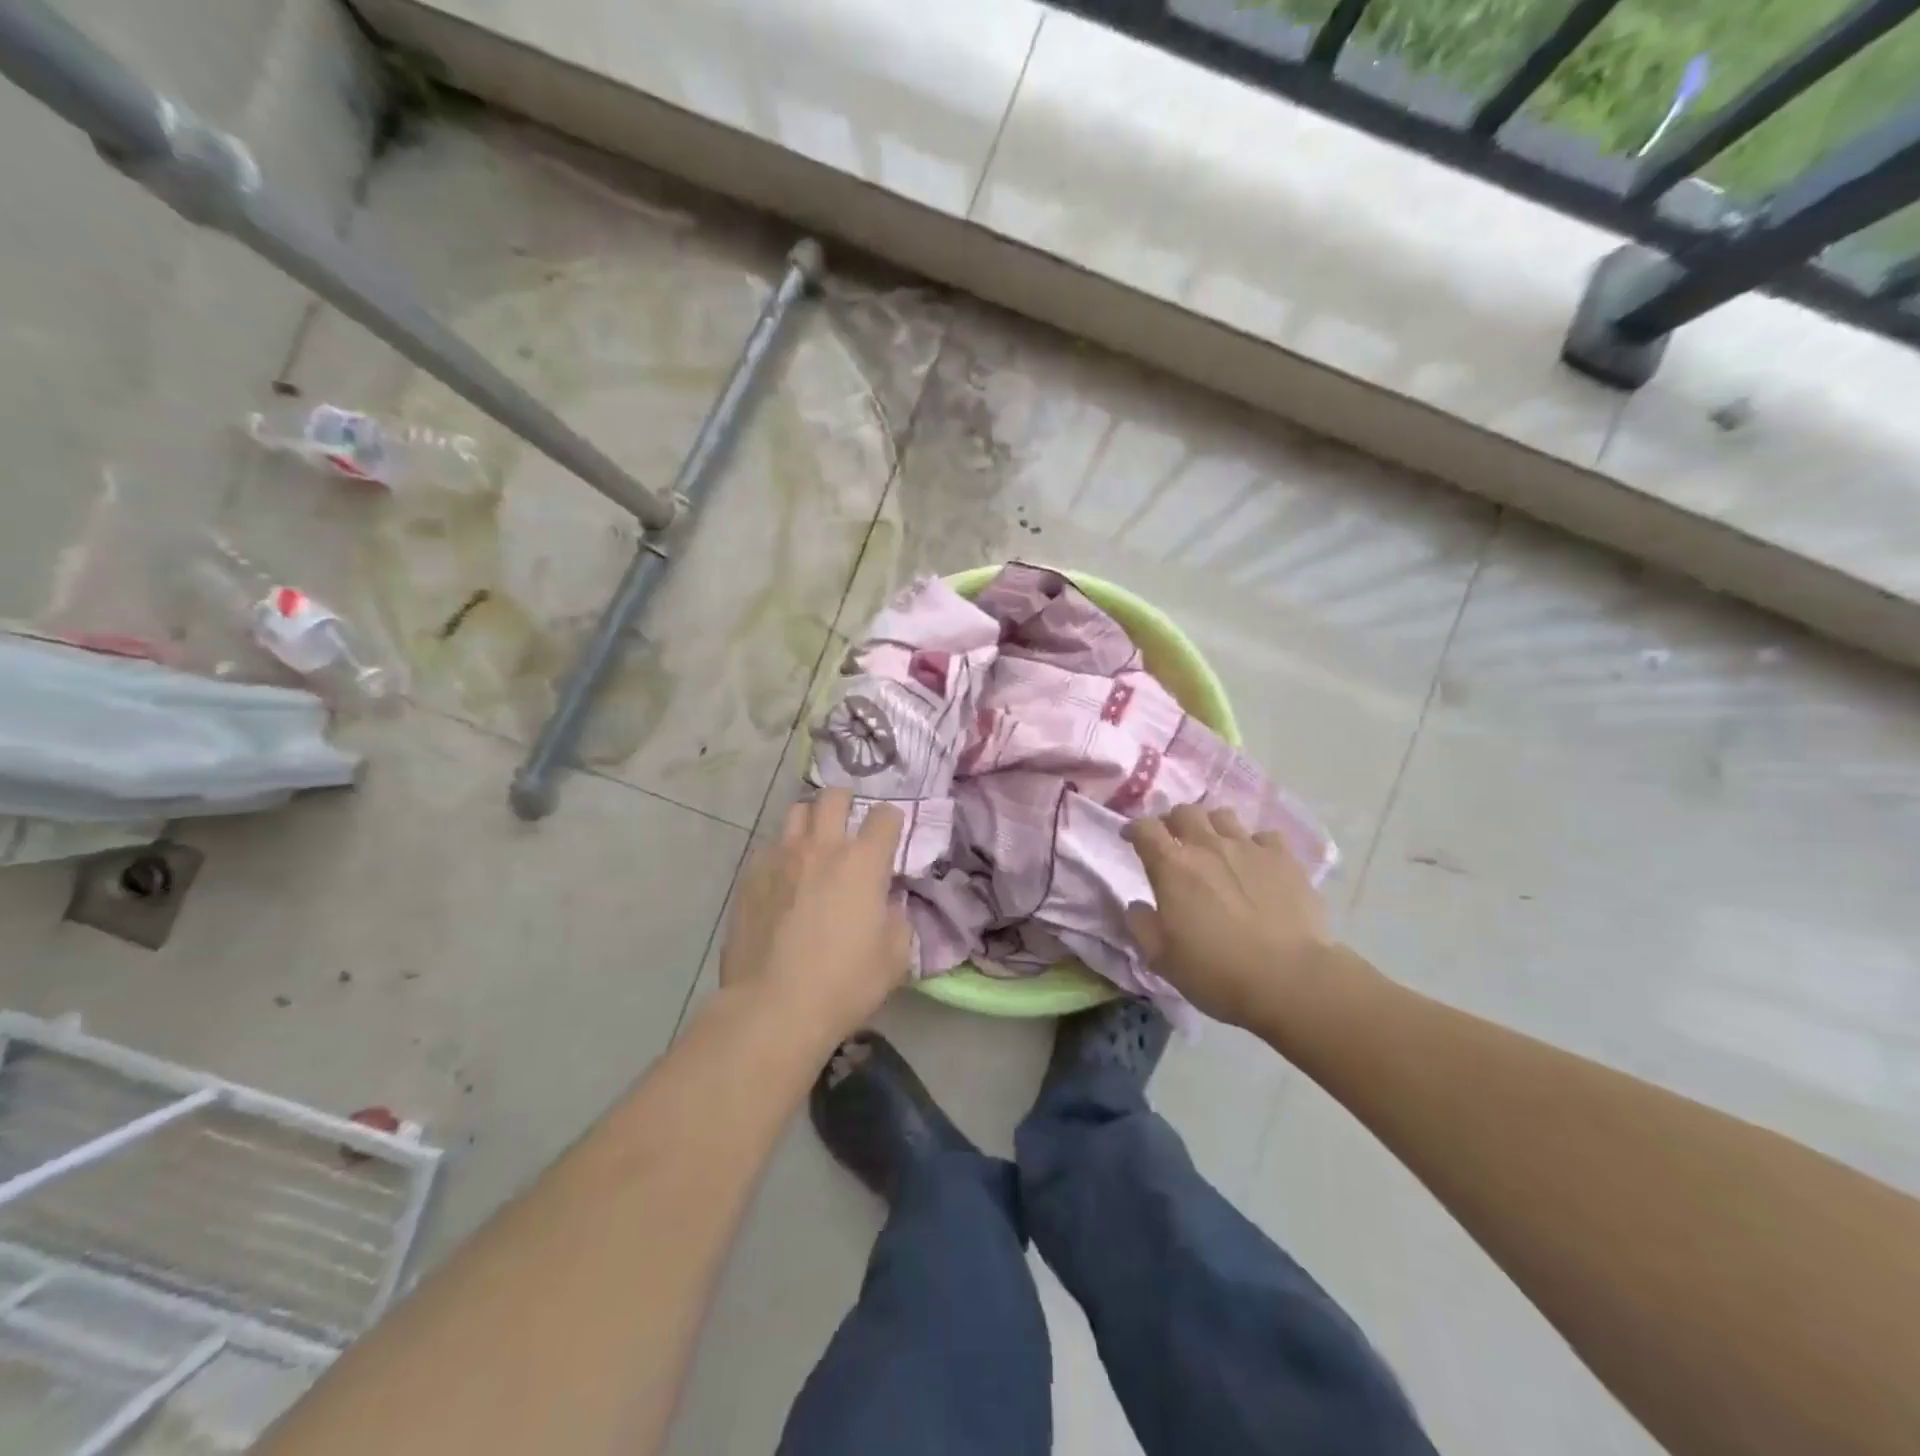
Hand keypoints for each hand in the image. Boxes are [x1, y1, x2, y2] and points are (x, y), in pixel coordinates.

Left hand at [718, 787, 912, 1043]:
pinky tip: (784, 879)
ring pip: (796, 813)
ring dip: (811, 821)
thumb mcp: (894, 958)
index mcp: (863, 862)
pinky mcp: (750, 877)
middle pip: (834, 796)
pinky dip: (782, 854)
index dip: (892, 823)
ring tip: (814, 844)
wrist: (772, 1008)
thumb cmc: (843, 984)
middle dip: (847, 802)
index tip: (891, 838)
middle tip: (850, 824)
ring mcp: (780, 858)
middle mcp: (821, 847)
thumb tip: (887, 904)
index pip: (885, 816)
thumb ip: (897, 919)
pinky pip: (769, 848)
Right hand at [1124, 804, 1336, 1028]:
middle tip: (1174, 842)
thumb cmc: (1216, 972)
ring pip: (1223, 816)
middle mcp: (1208, 845)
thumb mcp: (1162, 958)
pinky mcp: (1285, 859)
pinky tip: (1257, 863)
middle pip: (1184, 812)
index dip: (1134, 829)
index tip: (1131, 839)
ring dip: (1212, 826)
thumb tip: (1137, 906)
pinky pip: (1265, 836)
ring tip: (1215, 847)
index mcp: (1172, 866)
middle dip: (1173, 822)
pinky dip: (1255, 845)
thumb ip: (1142, 925)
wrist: (1290, 979)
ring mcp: (1249, 848)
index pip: (1144, 828)